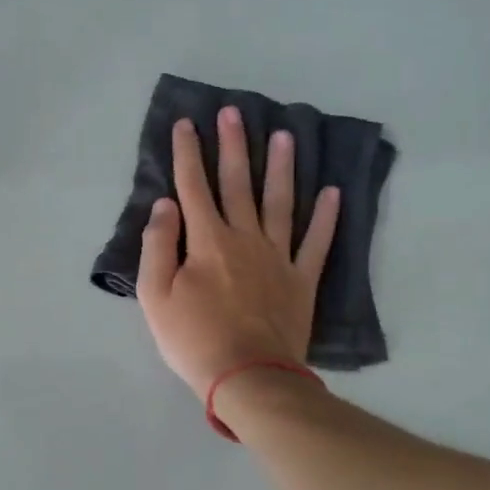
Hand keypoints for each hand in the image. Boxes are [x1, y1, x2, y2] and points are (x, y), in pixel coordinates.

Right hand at [138, 108, 339, 396]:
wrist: (249, 378)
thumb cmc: (193, 339)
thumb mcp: (155, 296)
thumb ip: (158, 245)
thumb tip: (166, 204)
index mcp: (207, 241)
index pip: (193, 186)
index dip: (188, 153)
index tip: (186, 123)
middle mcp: (244, 238)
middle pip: (238, 183)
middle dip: (233, 145)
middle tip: (234, 112)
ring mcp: (278, 257)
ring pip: (280, 202)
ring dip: (281, 167)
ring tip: (284, 136)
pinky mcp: (301, 280)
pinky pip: (317, 242)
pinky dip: (326, 217)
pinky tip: (333, 192)